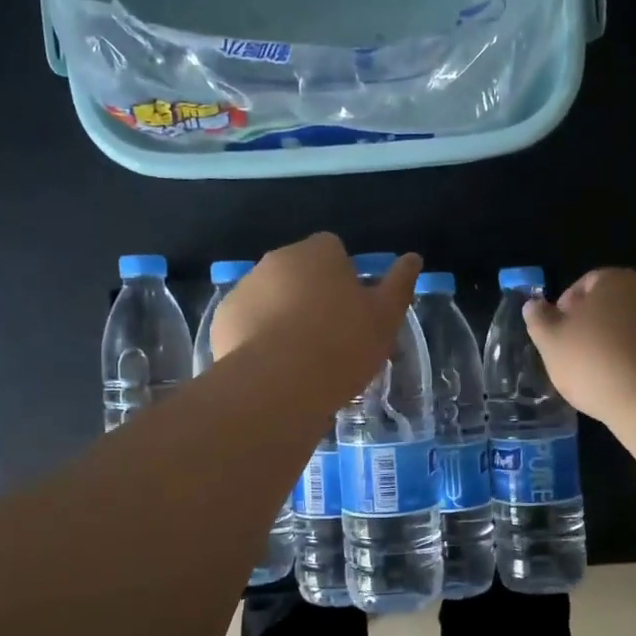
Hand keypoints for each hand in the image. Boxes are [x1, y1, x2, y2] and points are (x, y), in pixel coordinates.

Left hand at [211, 234, 420, 385]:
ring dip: (284, 316)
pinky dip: (259, 338)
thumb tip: (412, 258)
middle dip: (312, 296)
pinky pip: (248, 323)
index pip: (333, 250)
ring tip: (301, 359)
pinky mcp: (222, 321)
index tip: (354, 311)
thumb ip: (399, 284)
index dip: (345, 278)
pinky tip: (274, 368)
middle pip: (300, 273)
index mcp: (317, 252)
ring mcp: (244, 289)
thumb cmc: (341, 345)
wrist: (278, 385)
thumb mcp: (385, 317)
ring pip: (271, 298)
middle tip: (331, 338)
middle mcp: (276, 260)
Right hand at [524, 268, 635, 423]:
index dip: (565, 309)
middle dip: (592, 327)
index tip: (556, 337)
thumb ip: (539, 320)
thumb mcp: (552, 343)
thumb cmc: (596, 363)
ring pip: (632, 328)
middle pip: (611, 305)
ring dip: (615, 346)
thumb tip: (533, 304)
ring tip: (599, 377)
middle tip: (574, 358)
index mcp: (613, 280)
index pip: (584, 284)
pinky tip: (626, 385)